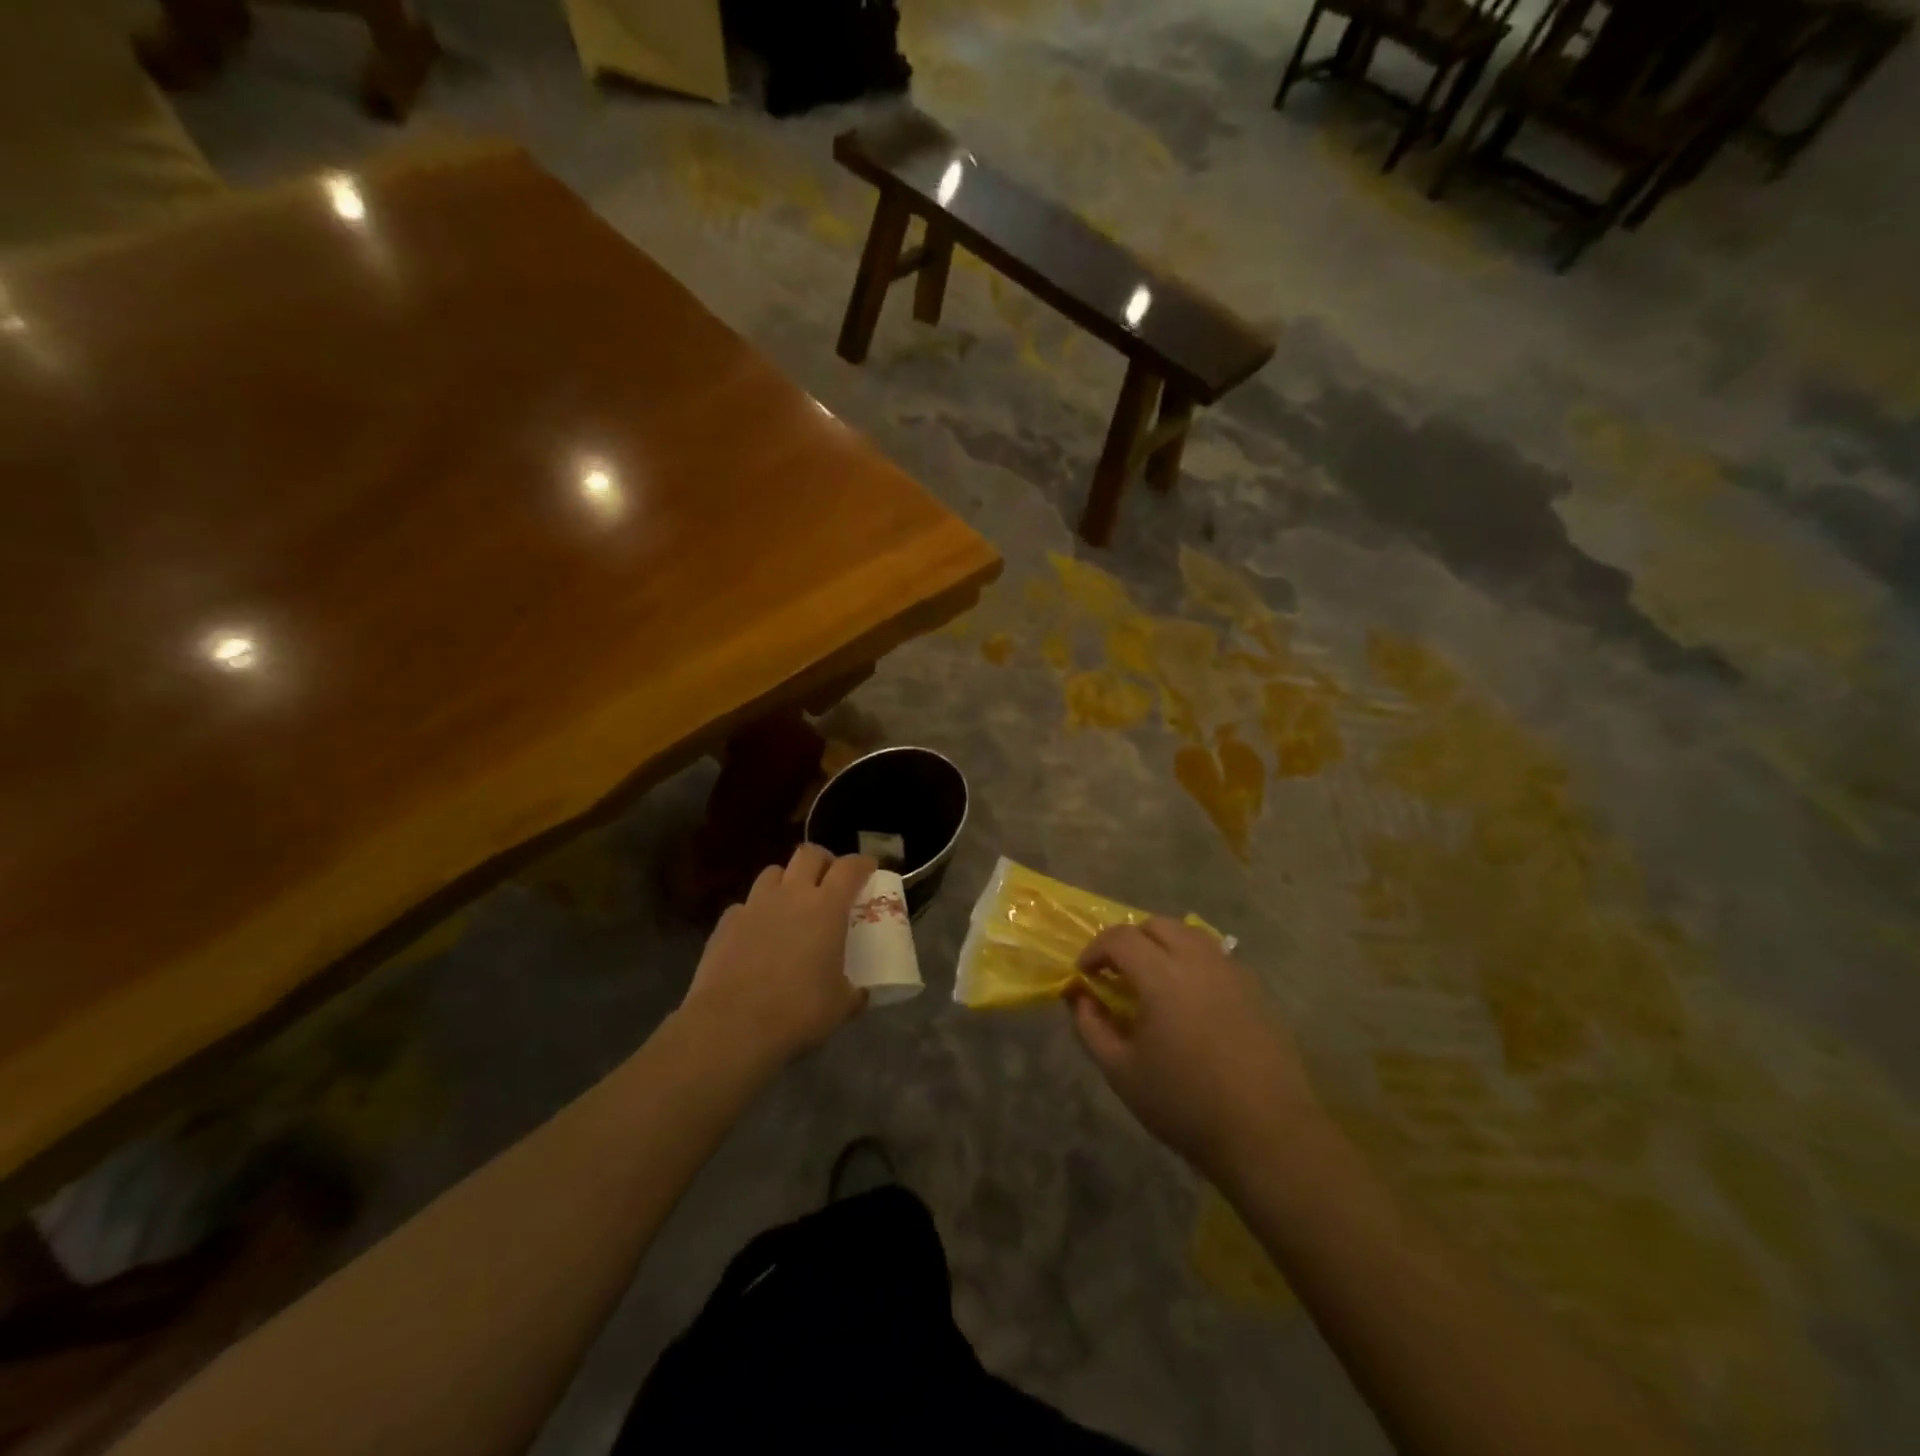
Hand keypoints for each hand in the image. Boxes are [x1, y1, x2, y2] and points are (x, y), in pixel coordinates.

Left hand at [680, 844, 875, 1066]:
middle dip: (823, 861)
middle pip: (809, 854)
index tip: (869, 869)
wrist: (730, 1026)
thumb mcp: (840, 1006)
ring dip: (787, 881)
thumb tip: (860, 995)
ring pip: (773, 872)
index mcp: (826, 907)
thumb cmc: (797, 1011)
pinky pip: (745, 904)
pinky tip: (757, 935)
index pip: (850, 868)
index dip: (862, 863)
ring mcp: (754, 905)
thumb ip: (854, 993)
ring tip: (792, 904)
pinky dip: (756, 912)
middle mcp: (791, 895)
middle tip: (829, 881)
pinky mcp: (725, 923)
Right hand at [1069, 918, 1318, 1176]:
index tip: (1085, 973)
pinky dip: (1192, 961)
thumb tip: (1080, 997)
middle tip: (1117, 972)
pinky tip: (1190, 998)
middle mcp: (1198, 960)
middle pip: (1157, 925)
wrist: (1266, 1133)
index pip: (1120, 937)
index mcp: (1162, 976)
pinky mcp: (1255, 989)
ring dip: (1163, 945)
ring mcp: (1232, 971)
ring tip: (1153, 978)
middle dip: (1129, 940)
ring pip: (1190, 934)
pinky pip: (1215, 956)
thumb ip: (1091, 1026)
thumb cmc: (1184, 1103)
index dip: (1095, 949)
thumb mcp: (1121, 1071)